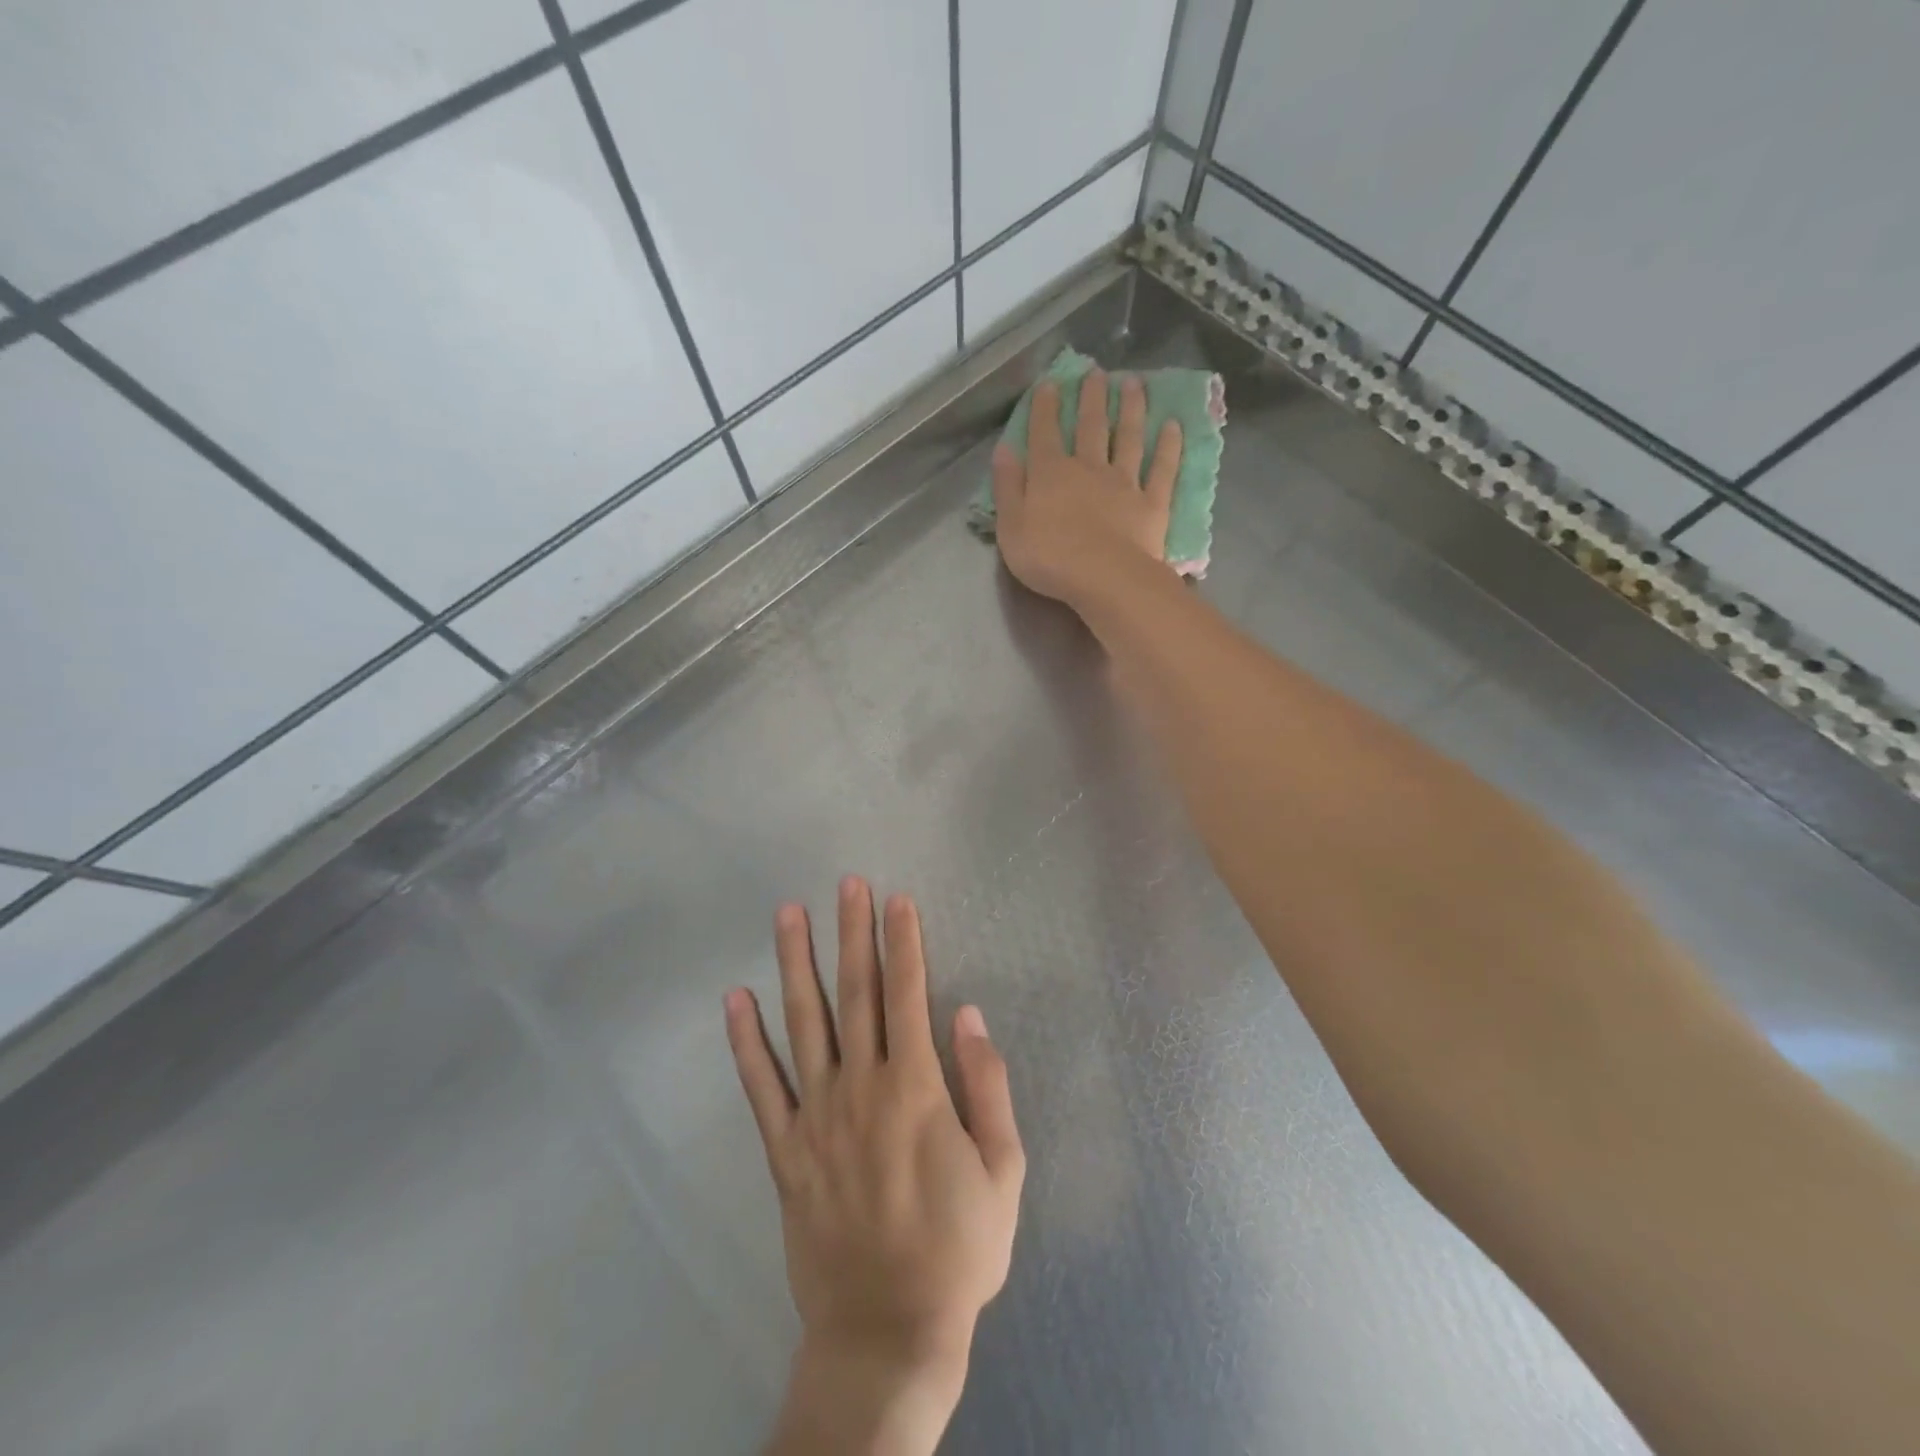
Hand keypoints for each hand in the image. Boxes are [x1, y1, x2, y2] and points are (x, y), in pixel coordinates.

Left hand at [726, 877, 1024, 1455]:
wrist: (888, 1332)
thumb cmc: (958, 1248)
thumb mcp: (1004, 1170)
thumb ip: (987, 1086)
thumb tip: (968, 1015)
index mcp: (916, 1088)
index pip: (909, 993)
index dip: (904, 941)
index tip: (898, 898)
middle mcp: (861, 1086)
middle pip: (856, 992)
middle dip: (853, 931)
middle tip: (848, 882)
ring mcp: (816, 1116)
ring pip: (804, 1022)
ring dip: (796, 963)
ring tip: (788, 914)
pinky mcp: (785, 1150)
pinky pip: (760, 1087)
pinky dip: (745, 1041)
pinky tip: (734, 999)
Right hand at [992, 369, 1183, 606]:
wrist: (1104, 579)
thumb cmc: (1049, 557)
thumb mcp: (1011, 527)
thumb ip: (1007, 487)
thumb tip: (1004, 450)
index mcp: (1050, 474)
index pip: (1045, 432)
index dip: (1045, 407)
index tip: (1050, 383)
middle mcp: (1089, 469)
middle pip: (1091, 427)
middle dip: (1092, 397)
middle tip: (1097, 372)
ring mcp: (1124, 483)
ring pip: (1129, 438)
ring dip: (1131, 409)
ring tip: (1134, 383)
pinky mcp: (1152, 503)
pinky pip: (1162, 470)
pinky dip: (1169, 447)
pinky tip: (1173, 426)